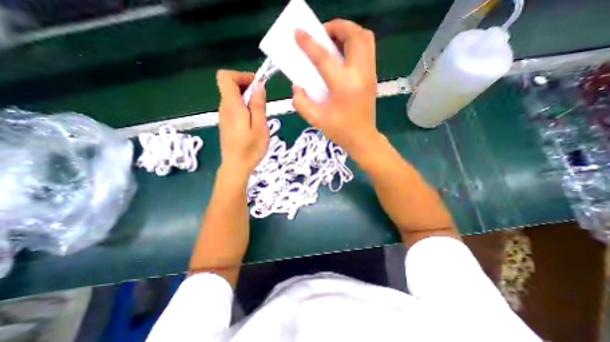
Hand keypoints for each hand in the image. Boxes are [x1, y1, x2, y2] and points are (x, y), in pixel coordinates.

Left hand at [216, 70, 268, 180]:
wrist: (237, 166)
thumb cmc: (251, 148)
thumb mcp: (260, 126)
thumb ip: (258, 104)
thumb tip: (258, 85)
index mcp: (232, 106)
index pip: (225, 77)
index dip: (241, 75)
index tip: (257, 85)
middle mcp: (224, 108)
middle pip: (230, 86)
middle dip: (248, 88)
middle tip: (262, 103)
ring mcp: (224, 116)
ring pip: (234, 98)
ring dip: (248, 100)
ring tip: (260, 115)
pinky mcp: (226, 123)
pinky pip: (234, 108)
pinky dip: (244, 108)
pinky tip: (253, 122)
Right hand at [293, 18, 379, 157]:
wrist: (362, 138)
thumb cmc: (339, 130)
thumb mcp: (315, 119)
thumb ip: (301, 102)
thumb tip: (297, 85)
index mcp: (343, 86)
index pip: (324, 57)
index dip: (309, 43)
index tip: (298, 32)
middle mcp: (359, 74)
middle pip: (354, 35)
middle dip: (336, 26)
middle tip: (321, 34)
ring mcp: (369, 74)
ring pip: (365, 38)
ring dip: (348, 32)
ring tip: (333, 41)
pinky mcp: (372, 76)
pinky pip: (367, 49)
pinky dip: (355, 42)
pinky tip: (342, 54)